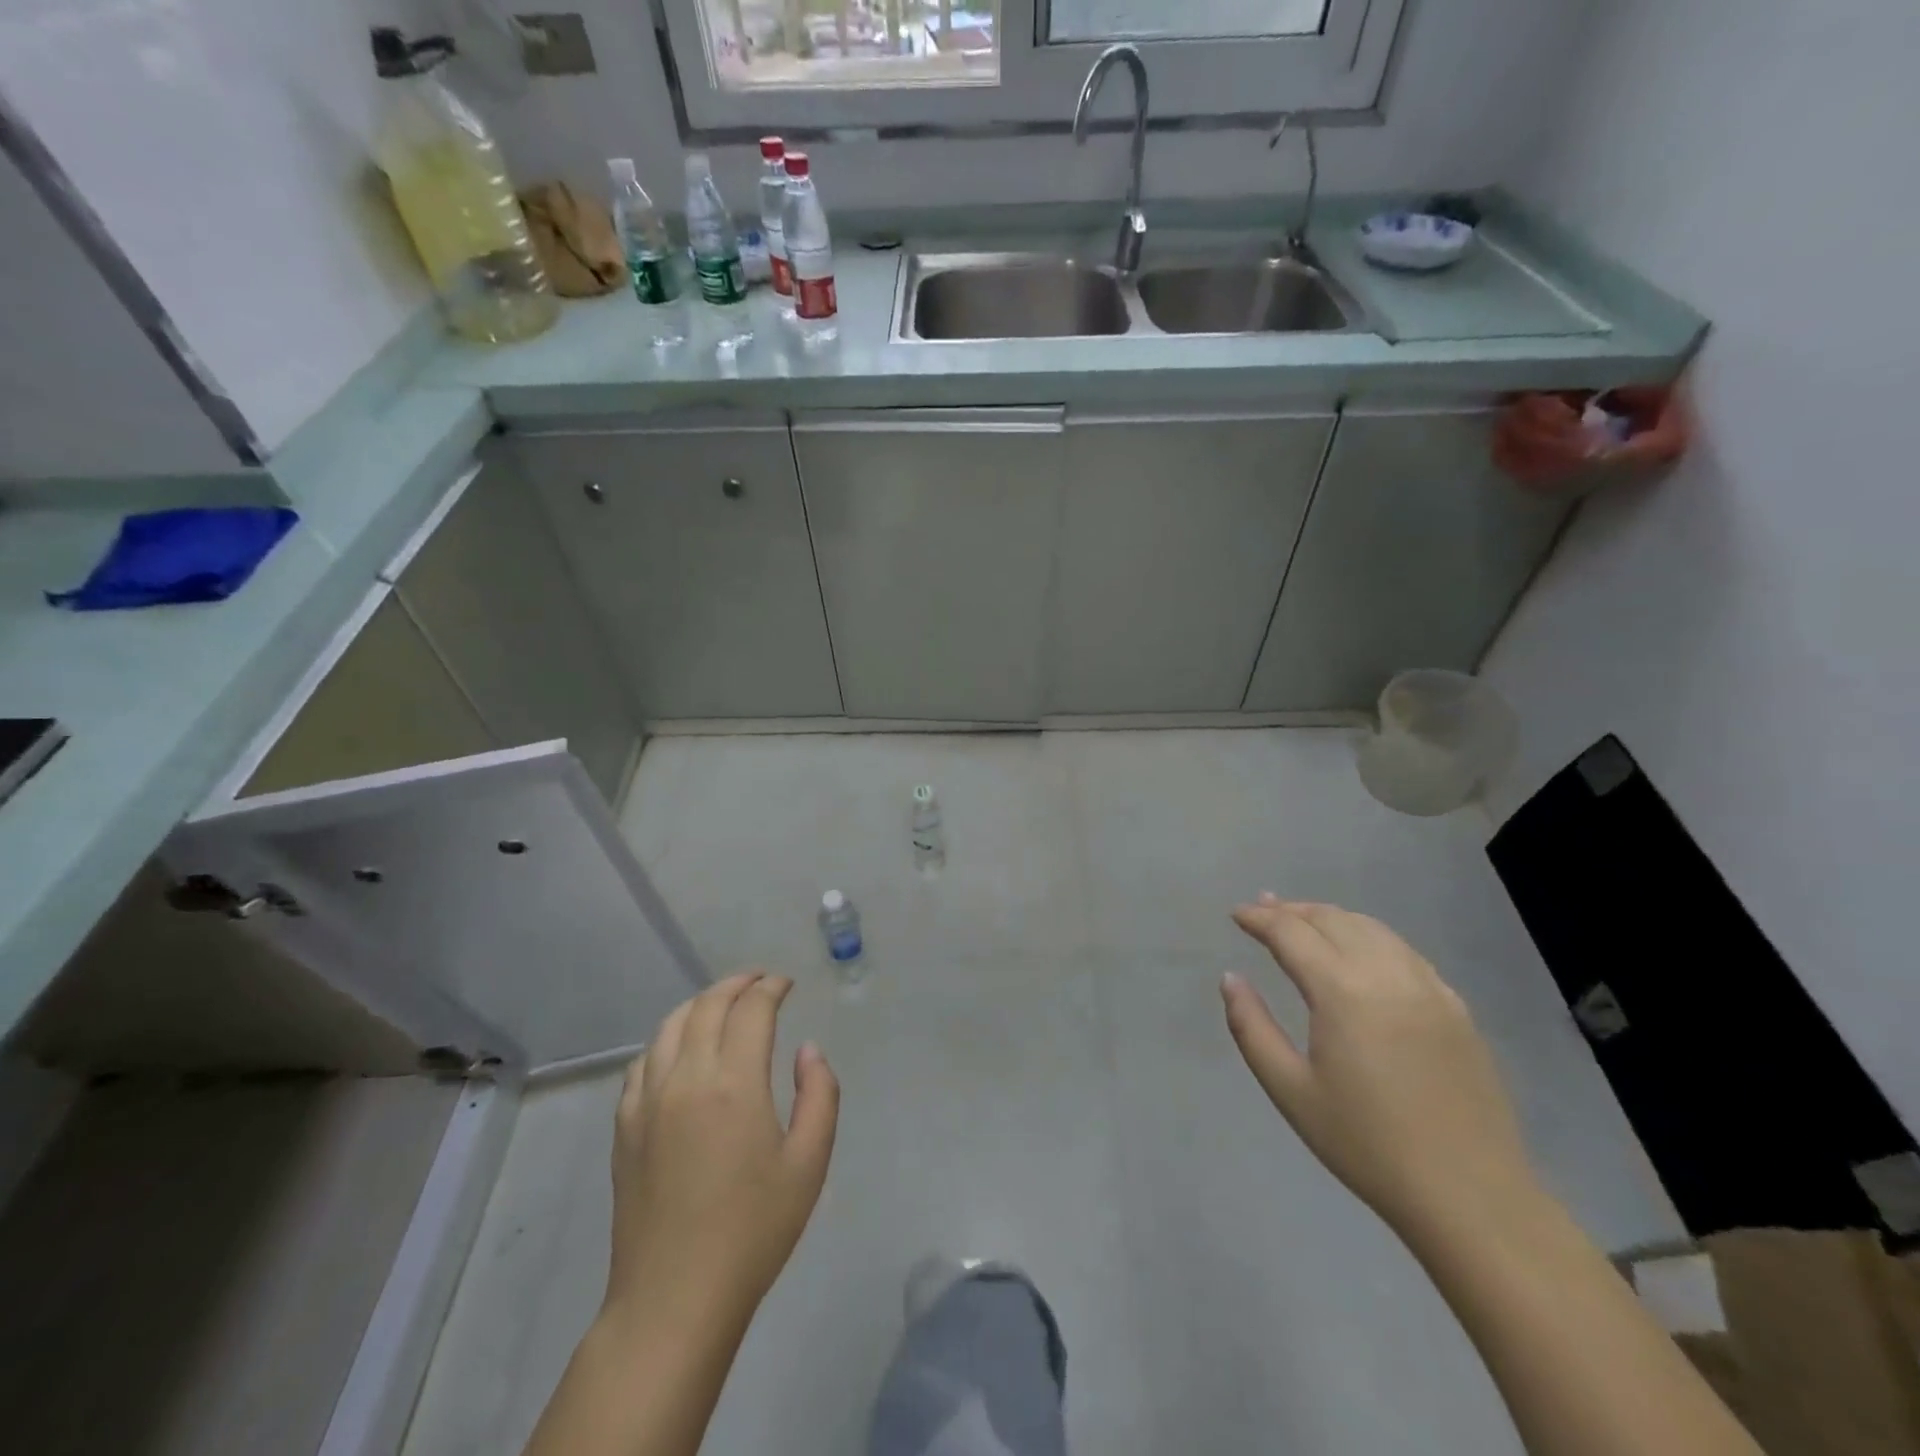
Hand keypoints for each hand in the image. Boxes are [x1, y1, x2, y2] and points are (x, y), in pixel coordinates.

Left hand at [606, 972, 839, 1337]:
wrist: (674, 1298)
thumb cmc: (753, 1231)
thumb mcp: (809, 1163)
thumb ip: (819, 1094)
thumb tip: (807, 1050)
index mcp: (734, 1083)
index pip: (751, 1010)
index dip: (771, 988)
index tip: (786, 984)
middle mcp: (686, 1077)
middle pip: (707, 1006)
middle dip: (737, 984)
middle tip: (760, 982)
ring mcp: (647, 1101)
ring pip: (669, 1026)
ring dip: (699, 1004)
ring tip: (722, 1004)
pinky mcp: (624, 1126)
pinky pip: (642, 1061)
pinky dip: (666, 1039)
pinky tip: (679, 1050)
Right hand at [1222, 895, 1538, 1239]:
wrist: (1471, 1197)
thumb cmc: (1367, 1145)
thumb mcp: (1290, 1090)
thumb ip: (1251, 1027)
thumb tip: (1230, 978)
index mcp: (1343, 992)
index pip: (1292, 933)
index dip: (1259, 919)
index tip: (1236, 914)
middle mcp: (1387, 974)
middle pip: (1332, 920)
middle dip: (1292, 910)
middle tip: (1263, 909)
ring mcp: (1429, 988)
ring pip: (1372, 928)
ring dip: (1331, 917)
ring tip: (1304, 920)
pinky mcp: (1456, 1008)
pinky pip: (1404, 952)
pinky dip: (1370, 936)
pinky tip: (1360, 951)